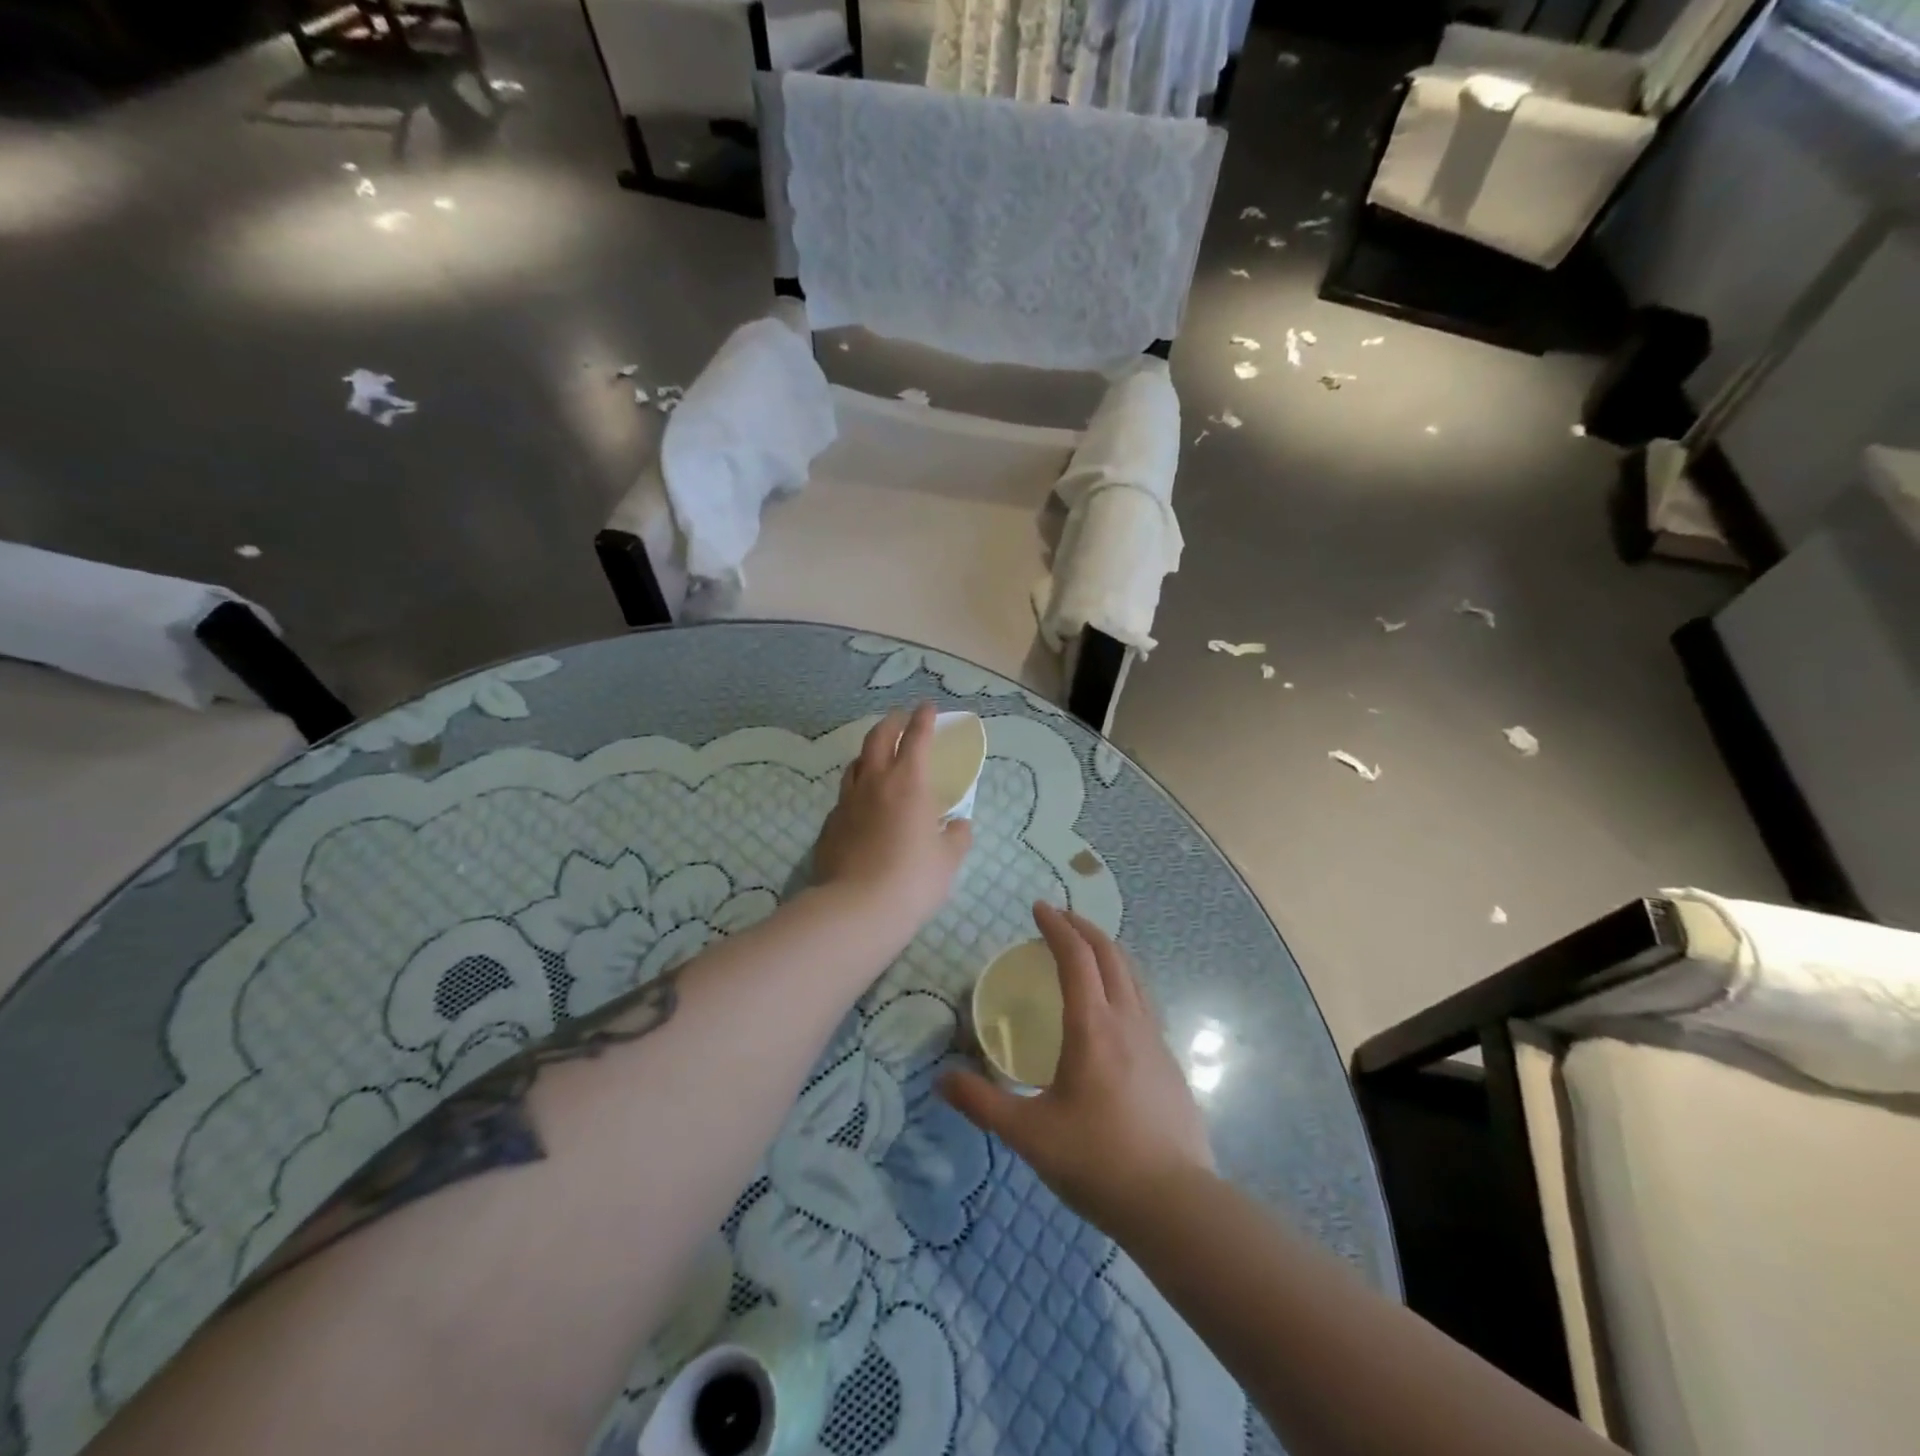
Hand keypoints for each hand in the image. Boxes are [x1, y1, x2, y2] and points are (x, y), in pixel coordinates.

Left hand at [812, 705, 973, 933]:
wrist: (859, 908)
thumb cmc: (914, 879)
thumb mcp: (948, 859)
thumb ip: (957, 836)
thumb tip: (958, 825)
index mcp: (909, 782)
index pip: (916, 737)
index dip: (923, 718)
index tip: (927, 707)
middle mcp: (874, 783)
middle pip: (878, 738)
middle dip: (891, 723)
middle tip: (900, 718)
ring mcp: (847, 802)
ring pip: (855, 764)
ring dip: (869, 753)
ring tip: (877, 756)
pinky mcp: (830, 825)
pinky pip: (845, 797)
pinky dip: (857, 790)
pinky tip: (862, 804)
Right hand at [941, 903, 1215, 1234]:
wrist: (1175, 1203)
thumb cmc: (1097, 1160)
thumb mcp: (1029, 1134)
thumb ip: (983, 1103)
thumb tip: (941, 1080)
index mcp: (1092, 1026)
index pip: (1076, 957)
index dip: (1056, 926)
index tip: (1038, 908)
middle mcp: (1128, 1020)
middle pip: (1110, 953)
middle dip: (1083, 928)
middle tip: (1059, 919)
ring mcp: (1155, 1039)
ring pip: (1133, 974)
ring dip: (1107, 951)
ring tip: (1085, 952)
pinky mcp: (1169, 1061)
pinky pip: (1143, 1001)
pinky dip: (1122, 981)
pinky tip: (1112, 1009)